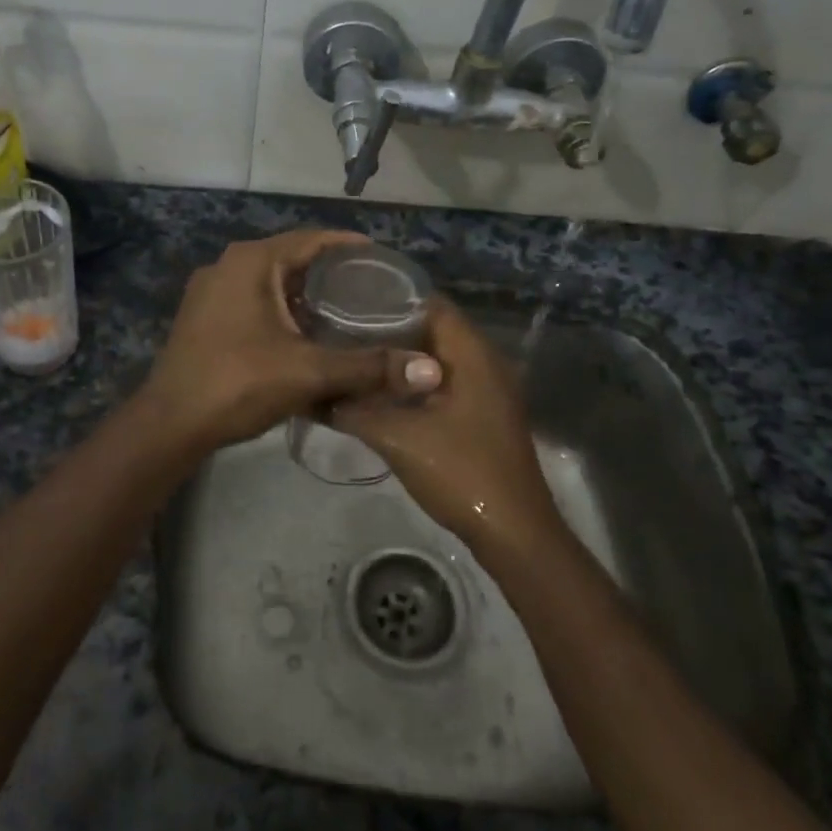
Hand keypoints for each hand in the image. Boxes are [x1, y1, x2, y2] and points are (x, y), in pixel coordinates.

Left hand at [140, 230, 441, 453]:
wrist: (170, 424)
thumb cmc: (238, 383)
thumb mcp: (309, 372)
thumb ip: (369, 367)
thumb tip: (429, 371)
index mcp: (252, 261)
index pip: (312, 239)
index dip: (349, 246)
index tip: (381, 258)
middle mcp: (228, 266)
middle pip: (291, 259)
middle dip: (330, 273)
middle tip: (371, 290)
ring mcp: (211, 292)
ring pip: (271, 283)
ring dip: (305, 295)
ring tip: (346, 311)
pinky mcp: (203, 318)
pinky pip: (253, 302)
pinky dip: (282, 311)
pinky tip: (305, 335)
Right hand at [330, 299, 564, 556]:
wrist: (512, 531)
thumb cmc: (460, 472)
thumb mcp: (398, 438)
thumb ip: (355, 411)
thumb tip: (319, 394)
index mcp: (473, 355)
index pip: (432, 305)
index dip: (392, 299)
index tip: (352, 302)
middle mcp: (486, 363)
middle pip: (434, 331)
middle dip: (391, 330)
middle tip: (345, 332)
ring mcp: (489, 391)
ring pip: (439, 360)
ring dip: (402, 360)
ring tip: (358, 358)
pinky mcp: (484, 415)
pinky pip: (446, 383)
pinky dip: (416, 383)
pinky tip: (383, 394)